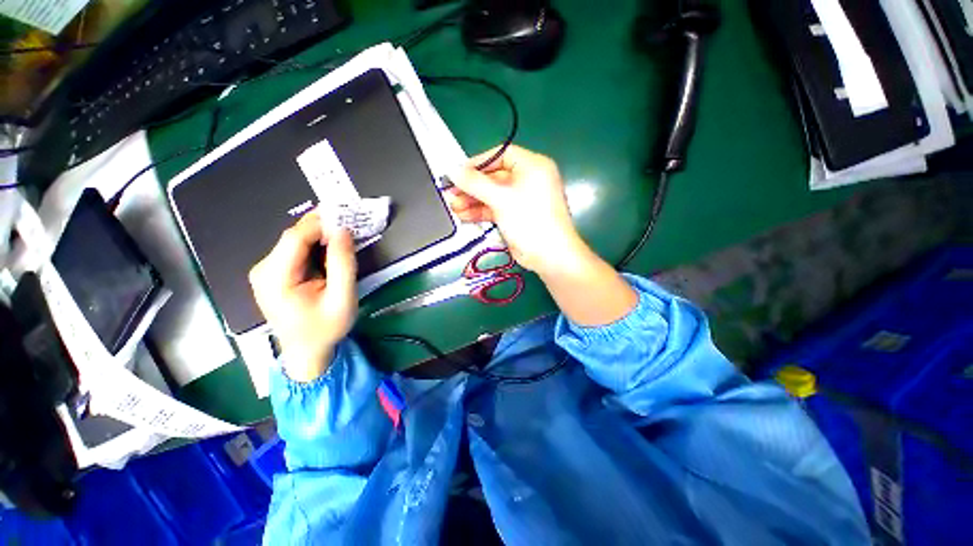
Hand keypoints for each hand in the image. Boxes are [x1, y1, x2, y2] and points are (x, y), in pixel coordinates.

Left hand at [248, 210, 357, 381]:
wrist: (307, 351)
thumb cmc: (325, 328)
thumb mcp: (342, 298)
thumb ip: (343, 264)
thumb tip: (342, 230)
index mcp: (275, 278)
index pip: (295, 238)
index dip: (320, 224)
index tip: (347, 218)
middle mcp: (264, 270)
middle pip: (294, 237)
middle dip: (322, 227)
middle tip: (350, 222)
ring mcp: (266, 271)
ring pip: (296, 241)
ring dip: (321, 235)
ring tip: (345, 234)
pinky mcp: (275, 272)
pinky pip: (296, 250)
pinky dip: (316, 244)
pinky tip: (332, 247)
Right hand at [445, 145, 586, 274]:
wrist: (549, 255)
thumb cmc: (529, 219)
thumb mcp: (501, 198)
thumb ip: (475, 183)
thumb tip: (452, 170)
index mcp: (532, 166)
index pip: (501, 155)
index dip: (478, 163)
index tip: (458, 172)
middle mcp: (528, 180)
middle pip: (494, 177)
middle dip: (472, 186)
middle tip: (451, 193)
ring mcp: (522, 199)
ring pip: (493, 195)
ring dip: (473, 201)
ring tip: (453, 207)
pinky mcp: (516, 216)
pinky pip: (496, 208)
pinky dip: (481, 212)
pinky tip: (463, 216)